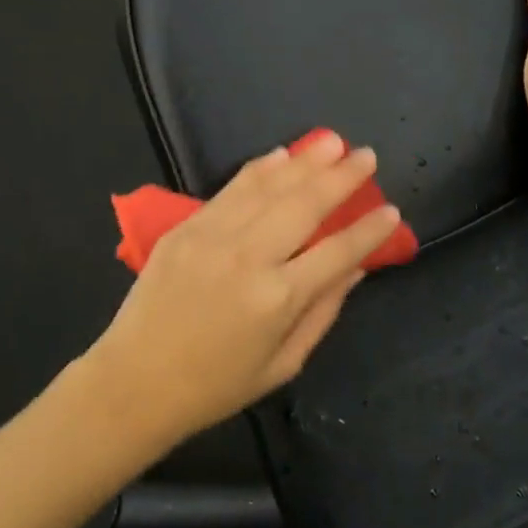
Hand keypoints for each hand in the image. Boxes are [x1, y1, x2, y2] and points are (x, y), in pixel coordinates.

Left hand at [82, 133, 401, 449]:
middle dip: (341, 178)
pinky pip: (231, 190)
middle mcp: (249, 258)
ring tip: (333, 141)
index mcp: (278, 299)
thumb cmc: (216, 386)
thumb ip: (322, 312)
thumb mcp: (282, 365)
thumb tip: (355, 269)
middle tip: (367, 156)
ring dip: (304, 161)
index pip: (337, 252)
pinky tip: (282, 155)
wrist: (136, 380)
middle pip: (305, 206)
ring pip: (268, 188)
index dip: (369, 231)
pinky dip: (259, 169)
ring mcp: (213, 236)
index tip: (391, 210)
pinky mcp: (186, 227)